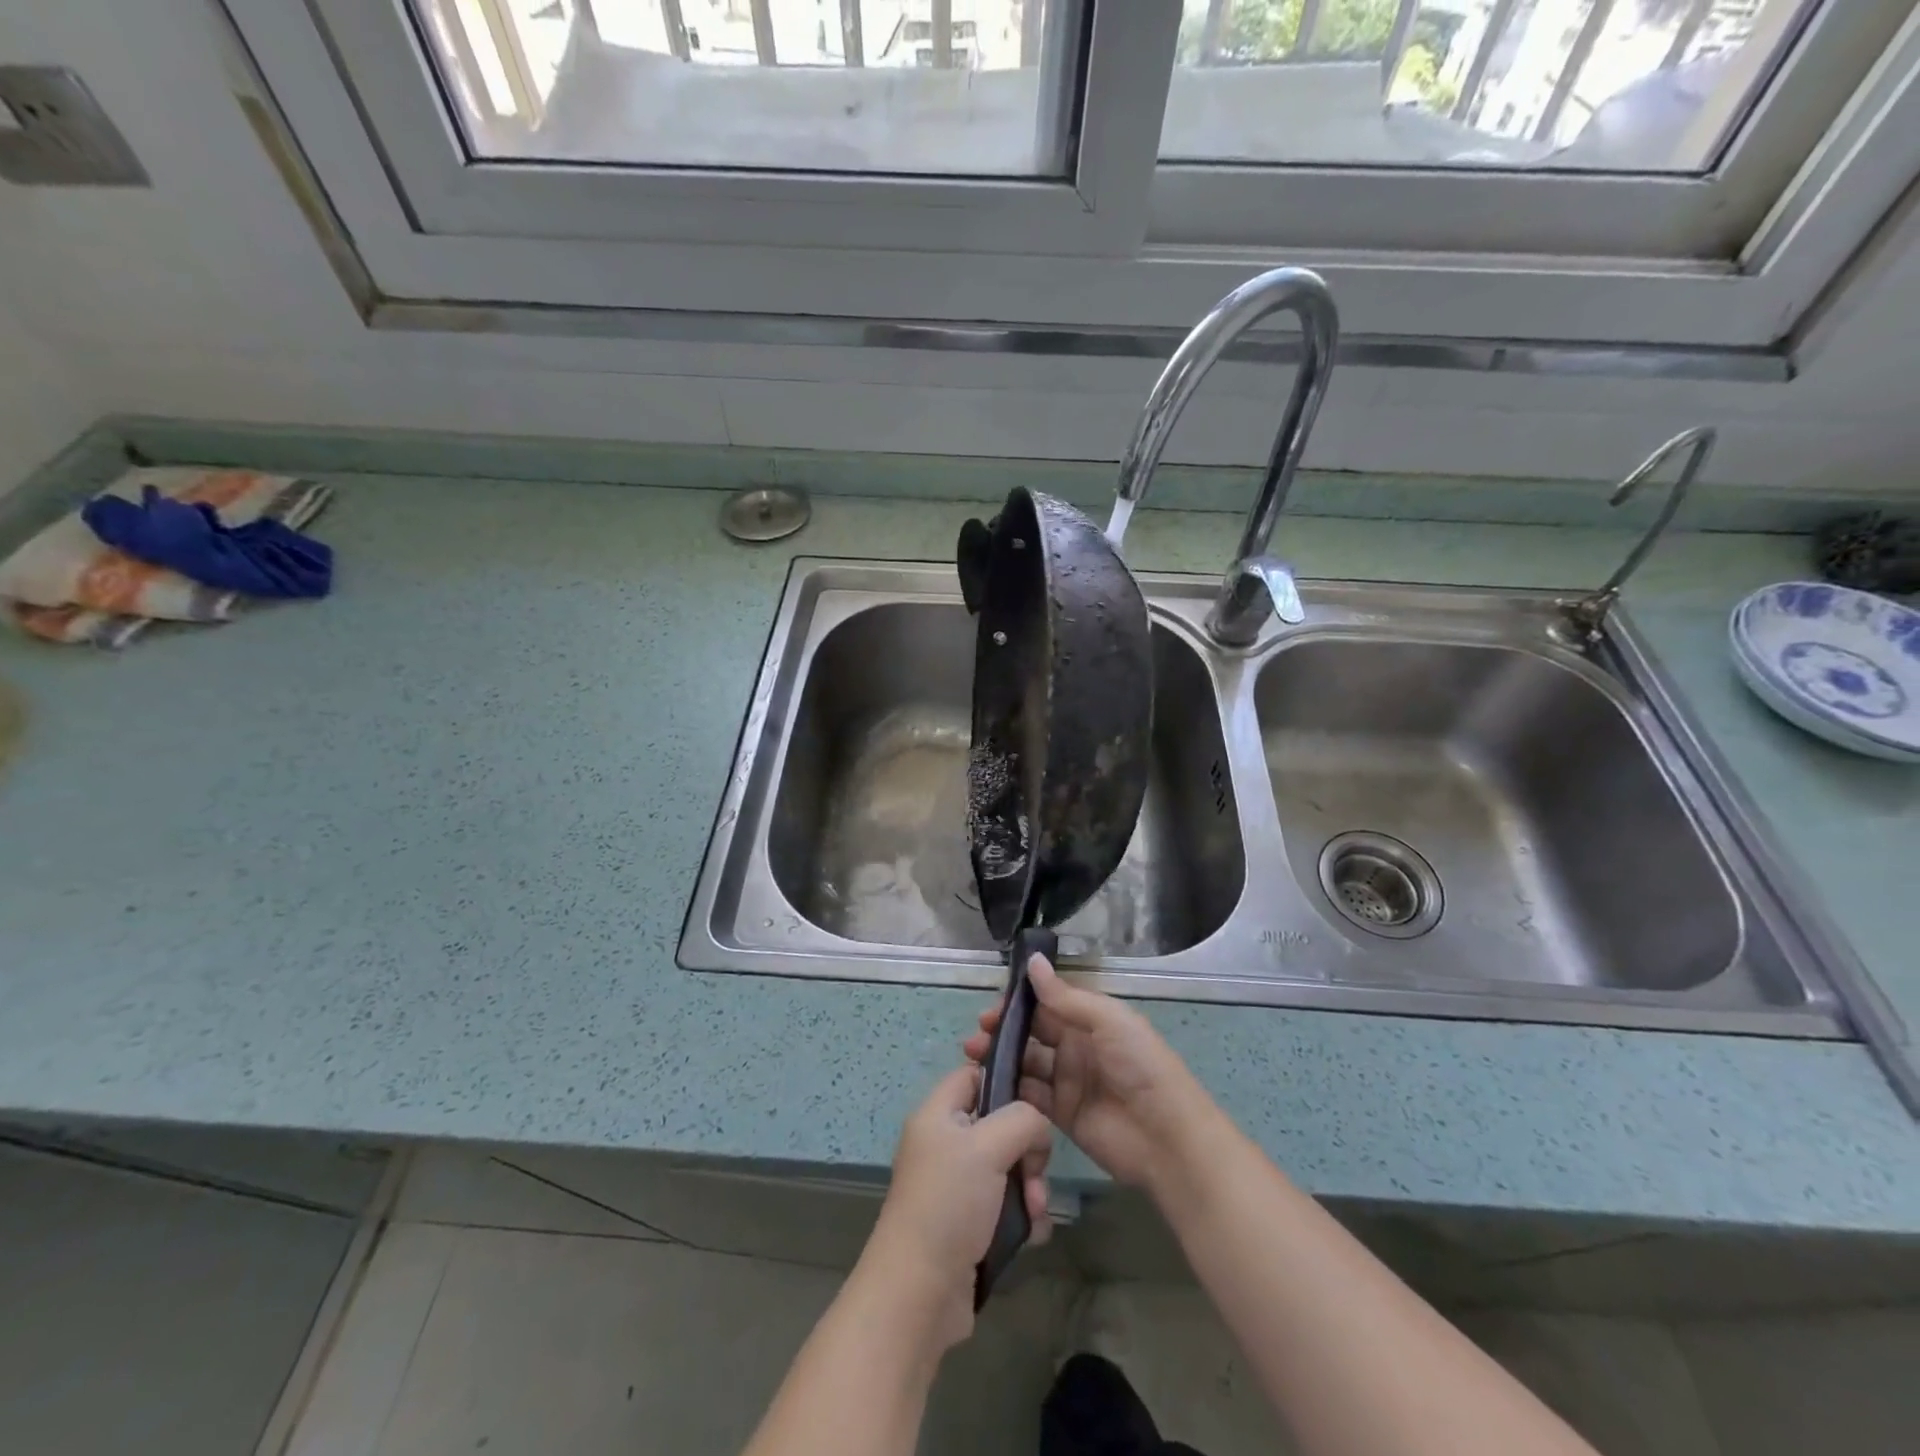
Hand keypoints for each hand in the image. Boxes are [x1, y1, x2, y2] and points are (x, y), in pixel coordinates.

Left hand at [854, 1064, 1053, 1351]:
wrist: (919, 1294)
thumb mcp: (987, 1146)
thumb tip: (1037, 1126)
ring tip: (1034, 1213)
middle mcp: (945, 1144)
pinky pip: (1007, 1205)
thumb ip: (1022, 1119)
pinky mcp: (969, 1224)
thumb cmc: (949, 1204)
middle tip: (1035, 1174)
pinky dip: (1023, 1217)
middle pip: (1000, 1124)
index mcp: (937, 1115)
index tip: (1037, 1100)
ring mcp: (957, 1186)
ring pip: (1009, 1167)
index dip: (1004, 1079)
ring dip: (1031, 1188)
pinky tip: (1031, 1236)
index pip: (973, 1074)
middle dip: (1027, 1149)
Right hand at [963, 954, 1216, 1195]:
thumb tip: (1032, 961)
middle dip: (1004, 1030)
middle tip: (976, 1033)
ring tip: (974, 1057)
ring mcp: (1068, 1082)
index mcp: (1090, 1020)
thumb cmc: (1141, 1067)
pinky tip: (988, 1084)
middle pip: (1033, 1033)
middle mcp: (1077, 1047)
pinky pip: (1030, 1097)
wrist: (1167, 1138)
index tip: (992, 1006)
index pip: (1048, 1004)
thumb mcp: (1107, 1021)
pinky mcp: (1061, 1115)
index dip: (1020, 1003)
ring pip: (1027, 1063)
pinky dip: (1010, 1089)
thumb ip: (1065, 996)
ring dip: (1001, 1057)